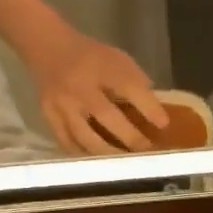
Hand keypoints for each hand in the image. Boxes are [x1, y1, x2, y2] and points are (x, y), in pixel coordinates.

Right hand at [26, 32, 169, 155]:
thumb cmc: (91, 57)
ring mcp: (62, 104)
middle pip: (106, 115)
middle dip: (130, 137)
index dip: (148, 107)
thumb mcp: (118, 59)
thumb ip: (136, 83)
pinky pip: (68, 143)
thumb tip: (155, 114)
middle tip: (147, 151)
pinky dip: (85, 155)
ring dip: (108, 153)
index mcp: (101, 66)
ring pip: (85, 136)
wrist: (48, 48)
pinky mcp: (49, 117)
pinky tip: (99, 164)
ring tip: (125, 164)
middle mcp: (80, 86)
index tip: (164, 124)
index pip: (128, 86)